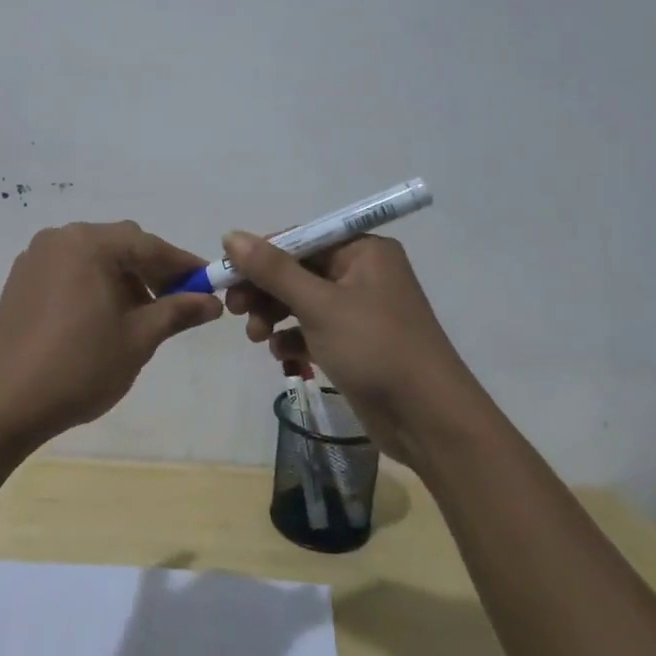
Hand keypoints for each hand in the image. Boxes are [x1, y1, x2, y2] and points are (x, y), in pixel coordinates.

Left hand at [0, 221, 222, 447]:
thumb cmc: (81, 367)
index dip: (182, 265)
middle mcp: (60, 239)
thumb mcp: (138, 338)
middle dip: (151, 271)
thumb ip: (177, 311)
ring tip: (138, 317)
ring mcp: (35, 258)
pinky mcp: (20, 280)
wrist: (8, 403)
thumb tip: (212, 302)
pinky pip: (69, 270)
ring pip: (93, 257)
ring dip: (122, 278)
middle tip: (176, 302)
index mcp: (89, 244)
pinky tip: (102, 318)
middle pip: (119, 245)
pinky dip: (93, 284)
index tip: (210, 284)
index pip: (148, 245)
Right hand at [220, 232, 476, 465]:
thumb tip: (231, 235)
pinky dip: (295, 338)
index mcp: (363, 251)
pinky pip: (314, 329)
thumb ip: (273, 270)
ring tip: (258, 338)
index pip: (300, 239)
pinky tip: (283, 356)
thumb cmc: (375, 348)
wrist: (429, 419)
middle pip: (298, 271)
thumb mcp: (319, 305)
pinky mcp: (356, 343)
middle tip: (235, 310)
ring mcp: (360, 310)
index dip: (260, 256)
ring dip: (275, 316)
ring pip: (302, 302)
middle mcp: (363, 273)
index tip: (226, 275)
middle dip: (265, 290)